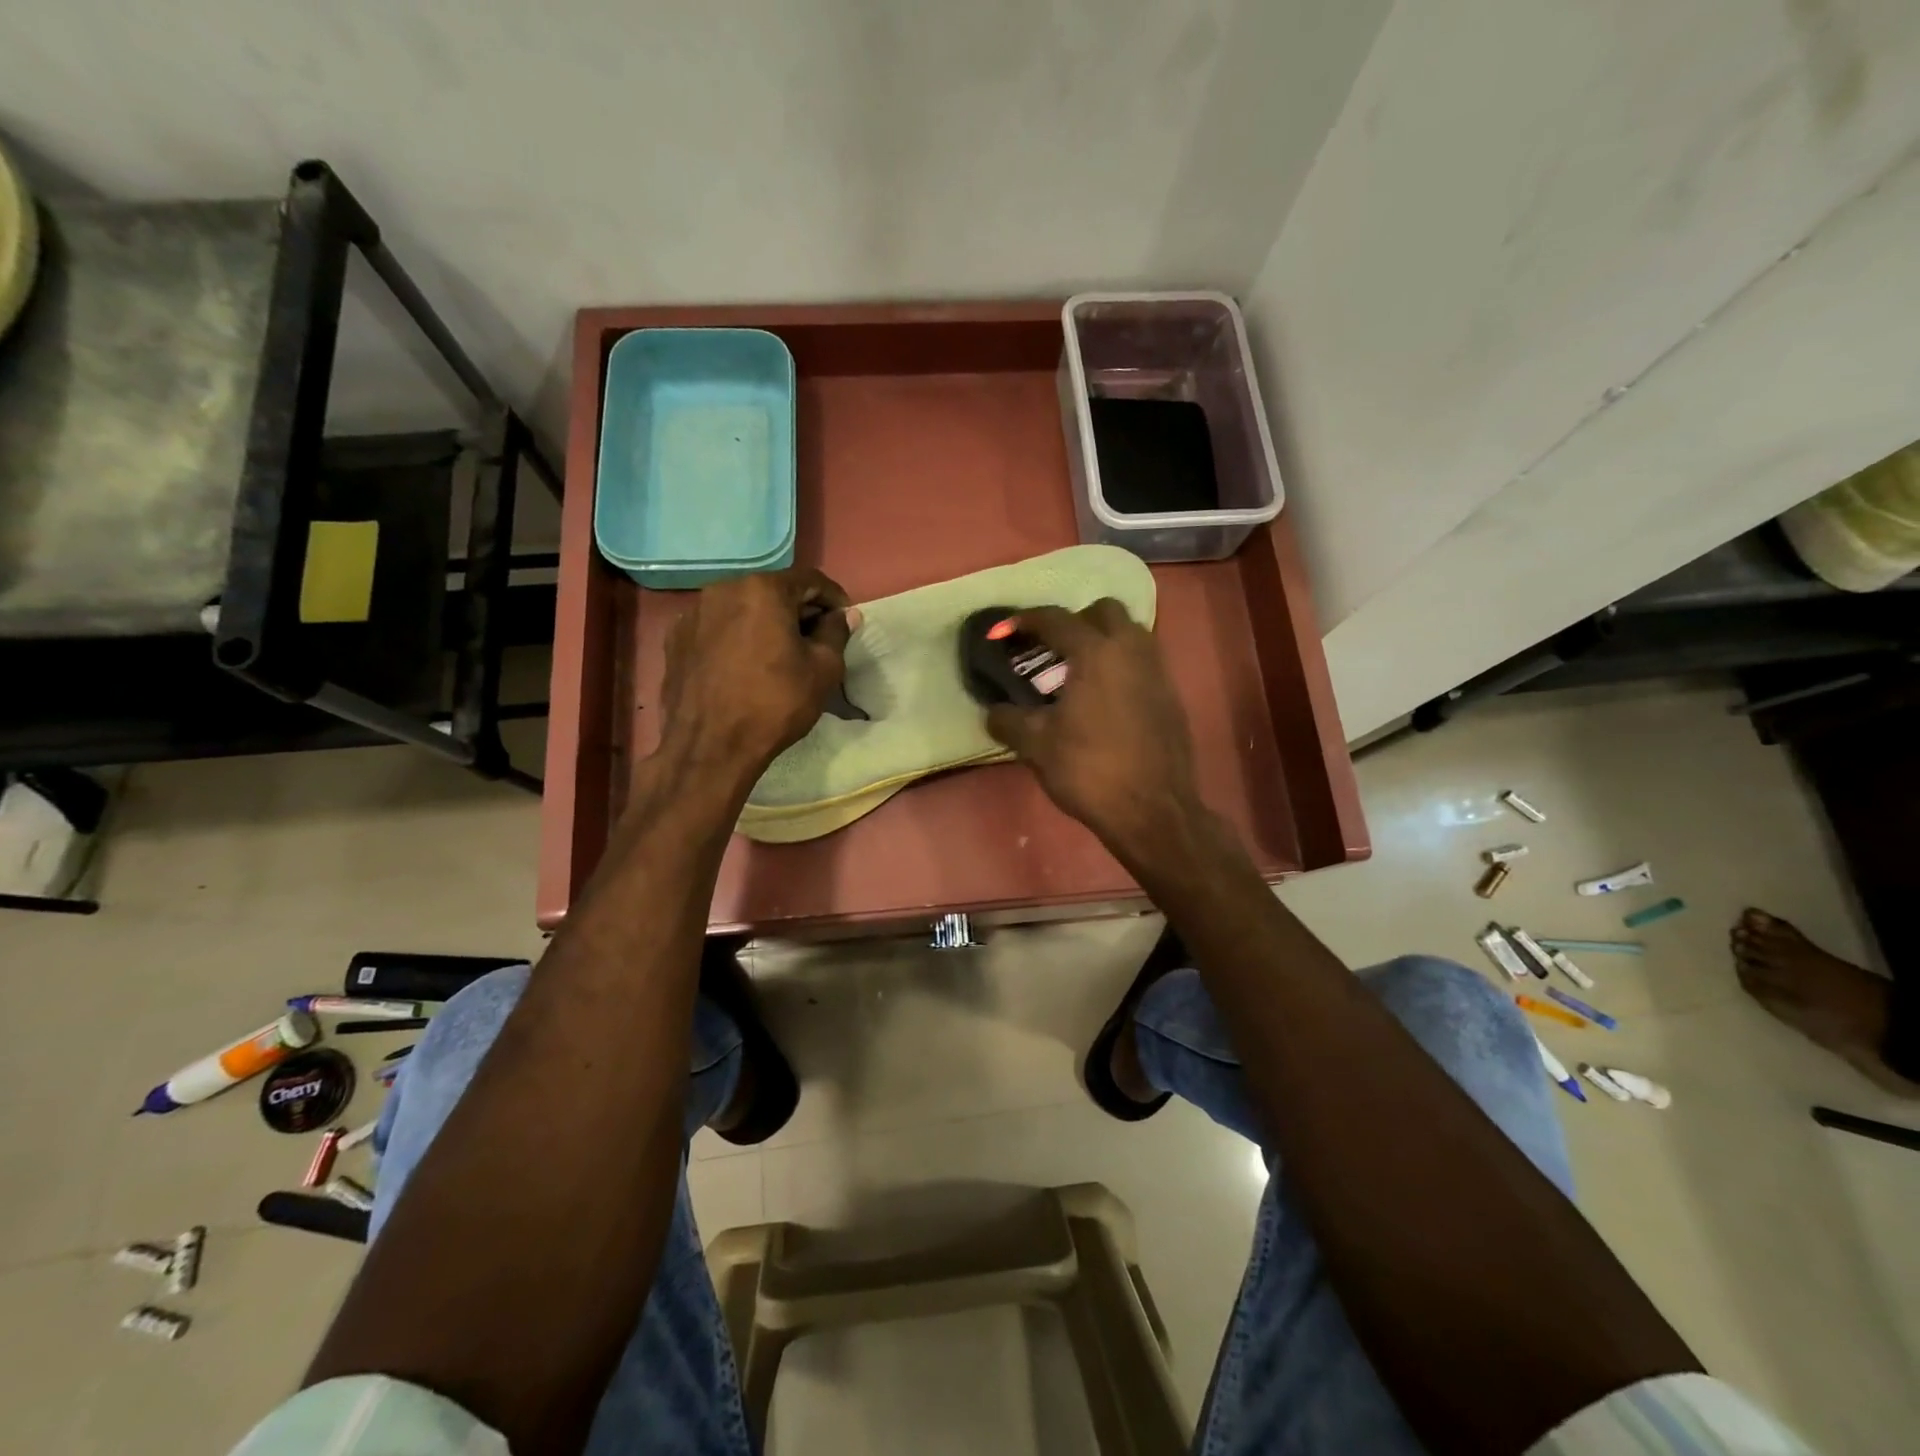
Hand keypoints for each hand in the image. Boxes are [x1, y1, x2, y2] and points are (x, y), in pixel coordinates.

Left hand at [657, 568, 856, 781]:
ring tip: (778, 655)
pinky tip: (744, 666)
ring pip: (742, 608)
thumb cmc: (775, 703)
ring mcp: (693, 613)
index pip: (809, 580)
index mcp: (762, 589)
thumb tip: (844, 614)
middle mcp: (723, 589)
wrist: (710, 747)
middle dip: (797, 610)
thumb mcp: (823, 669)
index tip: (844, 621)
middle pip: (772, 591)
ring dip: (765, 623)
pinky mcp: (675, 640)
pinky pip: (717, 628)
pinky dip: (736, 638)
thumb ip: (836, 632)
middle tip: (815, 640)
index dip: (833, 598)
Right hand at [984, 600, 1203, 861]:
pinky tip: (1104, 698)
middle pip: (1103, 611)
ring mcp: (1157, 670)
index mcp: (1095, 652)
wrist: (1153, 810)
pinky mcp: (1171, 695)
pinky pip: (1143, 661)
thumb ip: (1008, 720)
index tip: (1003, 632)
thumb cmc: (1089, 770)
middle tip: (1052, 648)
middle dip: (1075, 620)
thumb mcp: (1036, 746)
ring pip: (1130, 633)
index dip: (1024, 621)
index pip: (1055, 619)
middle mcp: (1131, 649)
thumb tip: (994, 711)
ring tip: (1077, 671)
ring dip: (1102, 640)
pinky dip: (1121, 665)